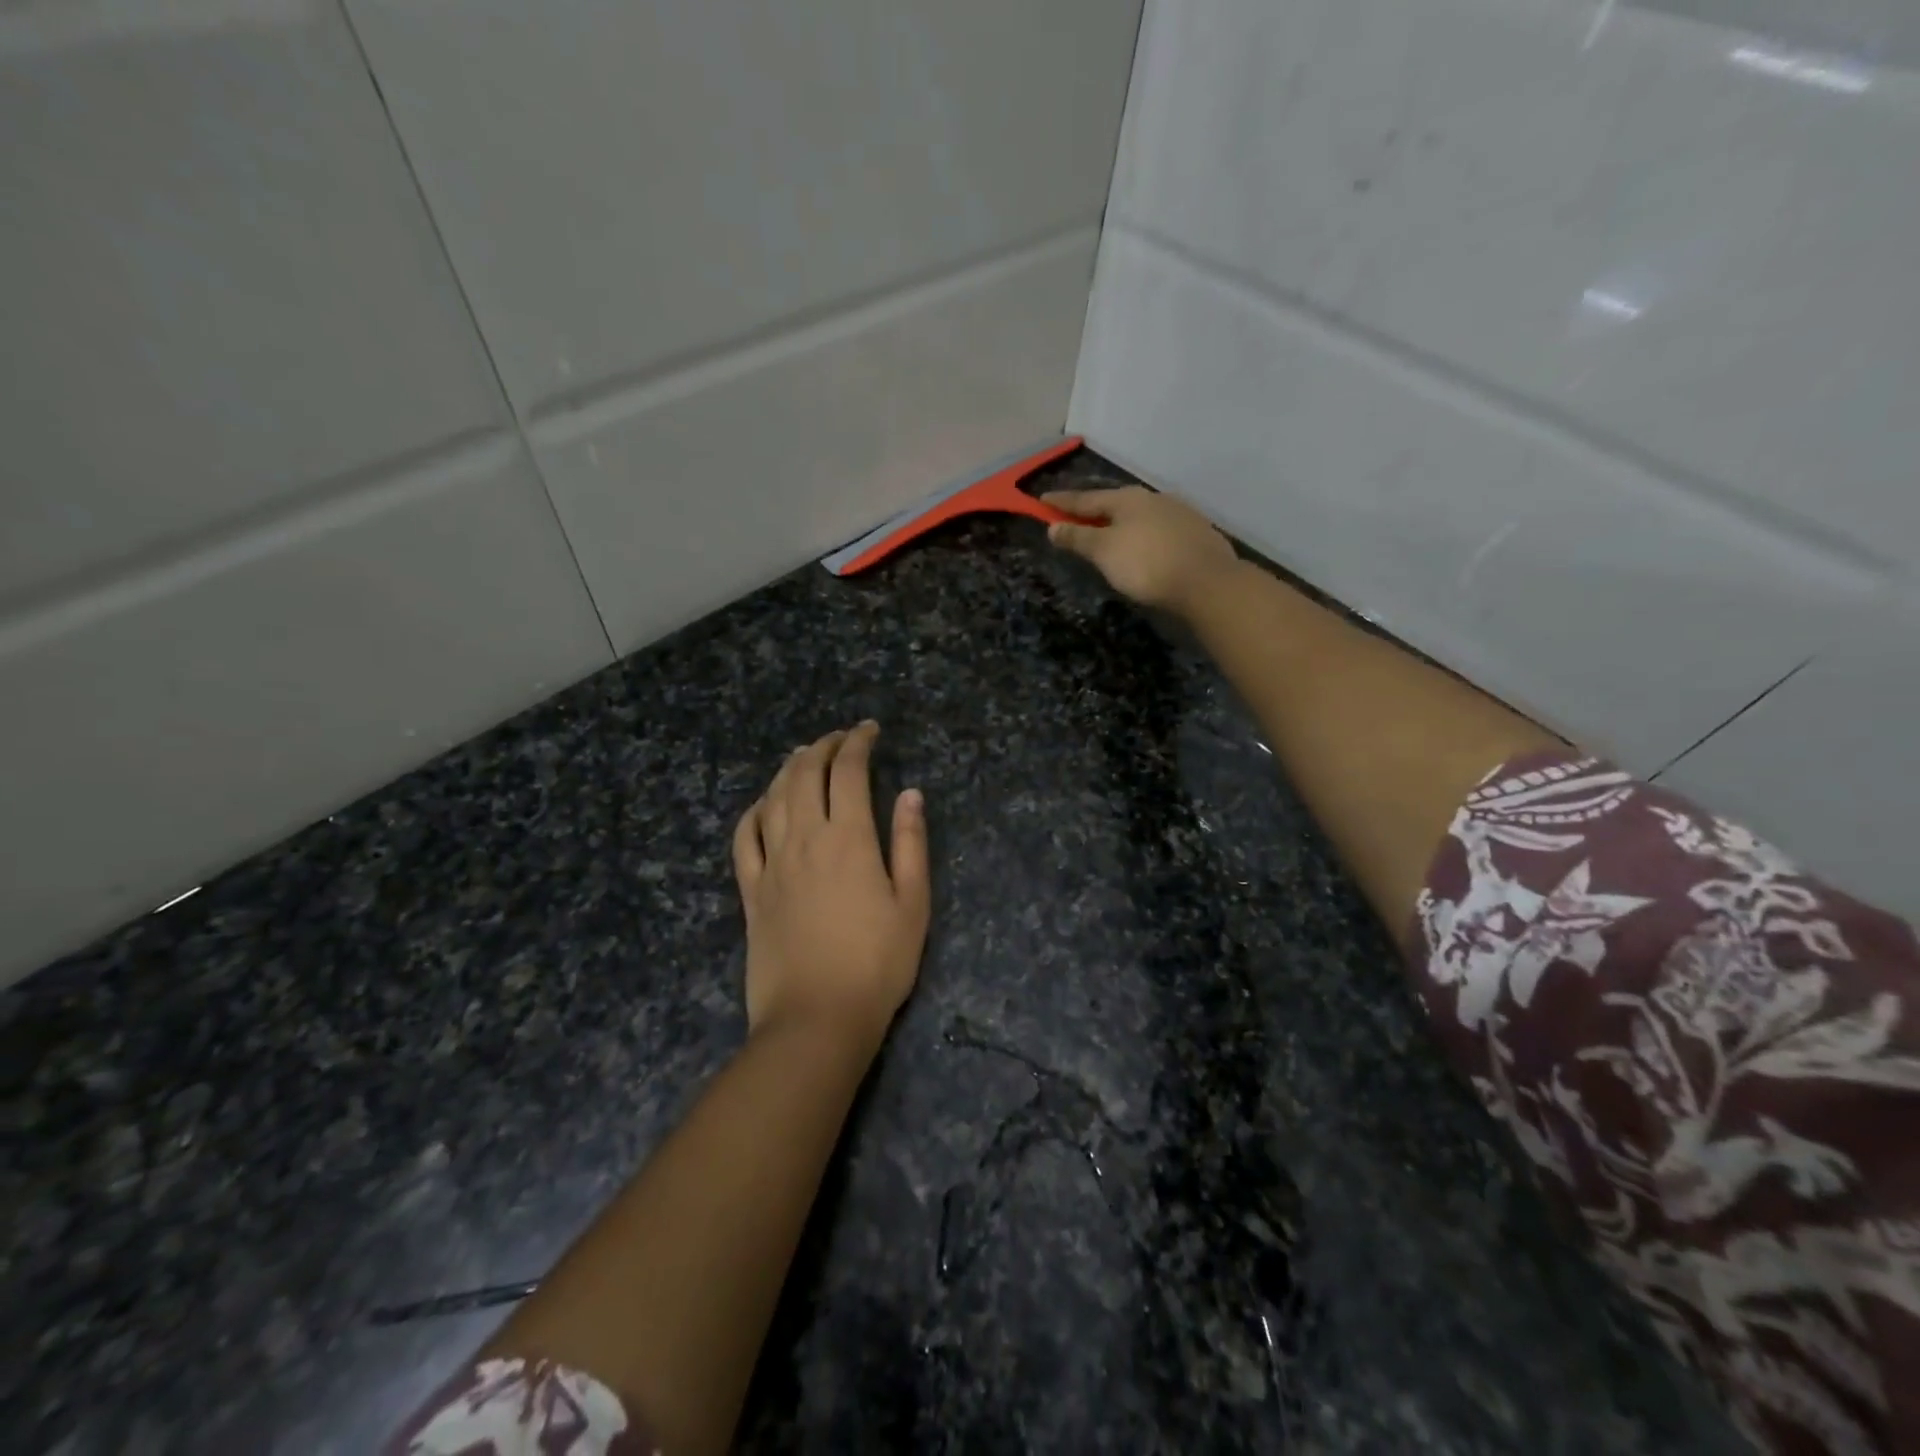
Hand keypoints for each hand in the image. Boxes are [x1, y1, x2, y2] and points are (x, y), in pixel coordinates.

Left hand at [732, 723, 930, 1048]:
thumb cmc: (877, 965)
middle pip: (804, 775)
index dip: (858, 743)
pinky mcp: (751, 891)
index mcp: (848, 839)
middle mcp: (804, 840)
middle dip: (822, 747)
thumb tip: (911, 794)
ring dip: (788, 769)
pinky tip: (764, 805)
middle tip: (839, 738)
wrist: (816, 1019)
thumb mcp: (913, 905)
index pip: (848, 772)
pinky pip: (744, 838)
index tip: (869, 730)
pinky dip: (754, 811)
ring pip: (773, 798)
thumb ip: (910, 844)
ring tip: (803, 757)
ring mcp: (772, 865)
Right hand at [1042, 485, 1239, 617]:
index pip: (1086, 499)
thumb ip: (1078, 537)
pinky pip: (1158, 529)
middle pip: (1114, 503)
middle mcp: (1153, 499)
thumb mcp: (1104, 552)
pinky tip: (1143, 546)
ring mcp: (1178, 514)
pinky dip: (1142, 535)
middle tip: (1075, 516)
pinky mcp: (1195, 533)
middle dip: (1093, 510)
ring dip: (1120, 523)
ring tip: (1108, 533)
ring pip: (1139, 515)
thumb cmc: (1146, 564)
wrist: (1207, 582)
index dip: (1062, 502)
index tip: (1042, 499)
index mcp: (1127, 499)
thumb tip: (1053, 526)